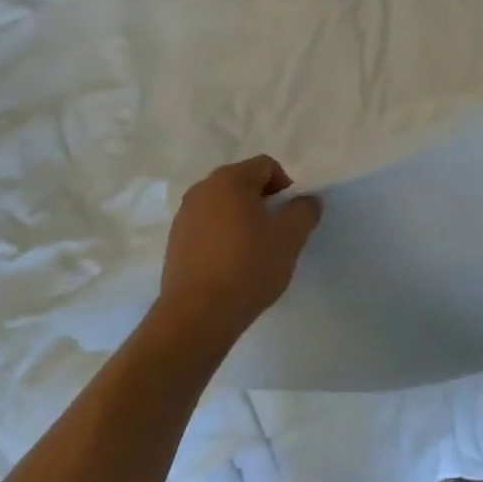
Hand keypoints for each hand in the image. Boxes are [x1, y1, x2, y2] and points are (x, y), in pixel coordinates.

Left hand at [158, 155, 321, 346]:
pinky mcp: (175, 242)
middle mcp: (202, 189)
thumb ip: (305, 210)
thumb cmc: (248, 266)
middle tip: (277, 234)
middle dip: (264, 203)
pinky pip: (207, 228)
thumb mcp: (290, 237)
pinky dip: (223, 237)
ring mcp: (184, 215)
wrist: (197, 315)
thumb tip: (307, 200)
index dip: (286, 186)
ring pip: (224, 206)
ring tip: (254, 252)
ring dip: (243, 220)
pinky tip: (231, 266)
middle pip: (243, 183)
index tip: (291, 217)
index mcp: (230, 179)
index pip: (267, 166)